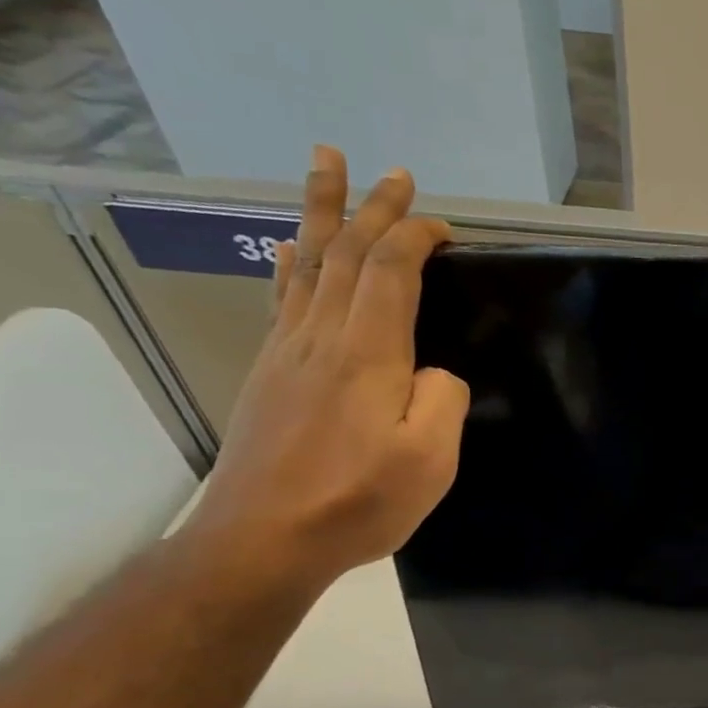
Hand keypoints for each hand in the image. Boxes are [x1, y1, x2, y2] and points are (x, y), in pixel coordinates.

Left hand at [180, 146, 467, 599]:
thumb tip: (433, 372)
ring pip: (308, 265)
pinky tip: (290, 249)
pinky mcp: (269, 374)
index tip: (444, 228)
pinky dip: (290, 264)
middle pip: (346, 253)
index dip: (415, 237)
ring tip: (326, 169)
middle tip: (391, 172)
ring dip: (322, 214)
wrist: (263, 538)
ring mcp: (287, 353)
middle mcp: (322, 338)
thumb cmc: (357, 502)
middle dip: (372, 208)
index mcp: (368, 354)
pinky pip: (282, 299)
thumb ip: (443, 401)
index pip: (391, 271)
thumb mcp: (429, 460)